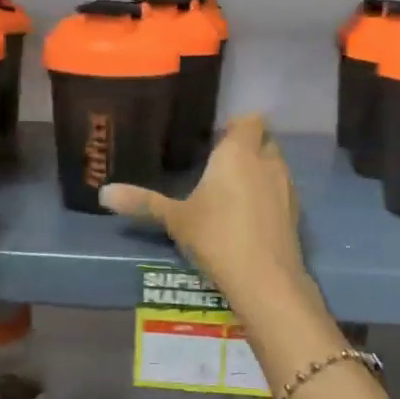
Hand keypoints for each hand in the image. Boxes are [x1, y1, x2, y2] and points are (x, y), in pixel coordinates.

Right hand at [101, 114, 314, 312]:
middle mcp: (267, 161)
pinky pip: (281, 191)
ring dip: (258, 171)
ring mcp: (286, 186)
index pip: (250, 120)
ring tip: (232, 191)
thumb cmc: (216, 236)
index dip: (236, 126)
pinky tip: (248, 216)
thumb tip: (103, 193)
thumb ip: (142, 202)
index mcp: (239, 152)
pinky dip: (268, 195)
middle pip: (264, 140)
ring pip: (274, 166)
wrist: (264, 278)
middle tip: (219, 165)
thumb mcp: (175, 219)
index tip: (215, 140)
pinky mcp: (296, 212)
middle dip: (246, 147)